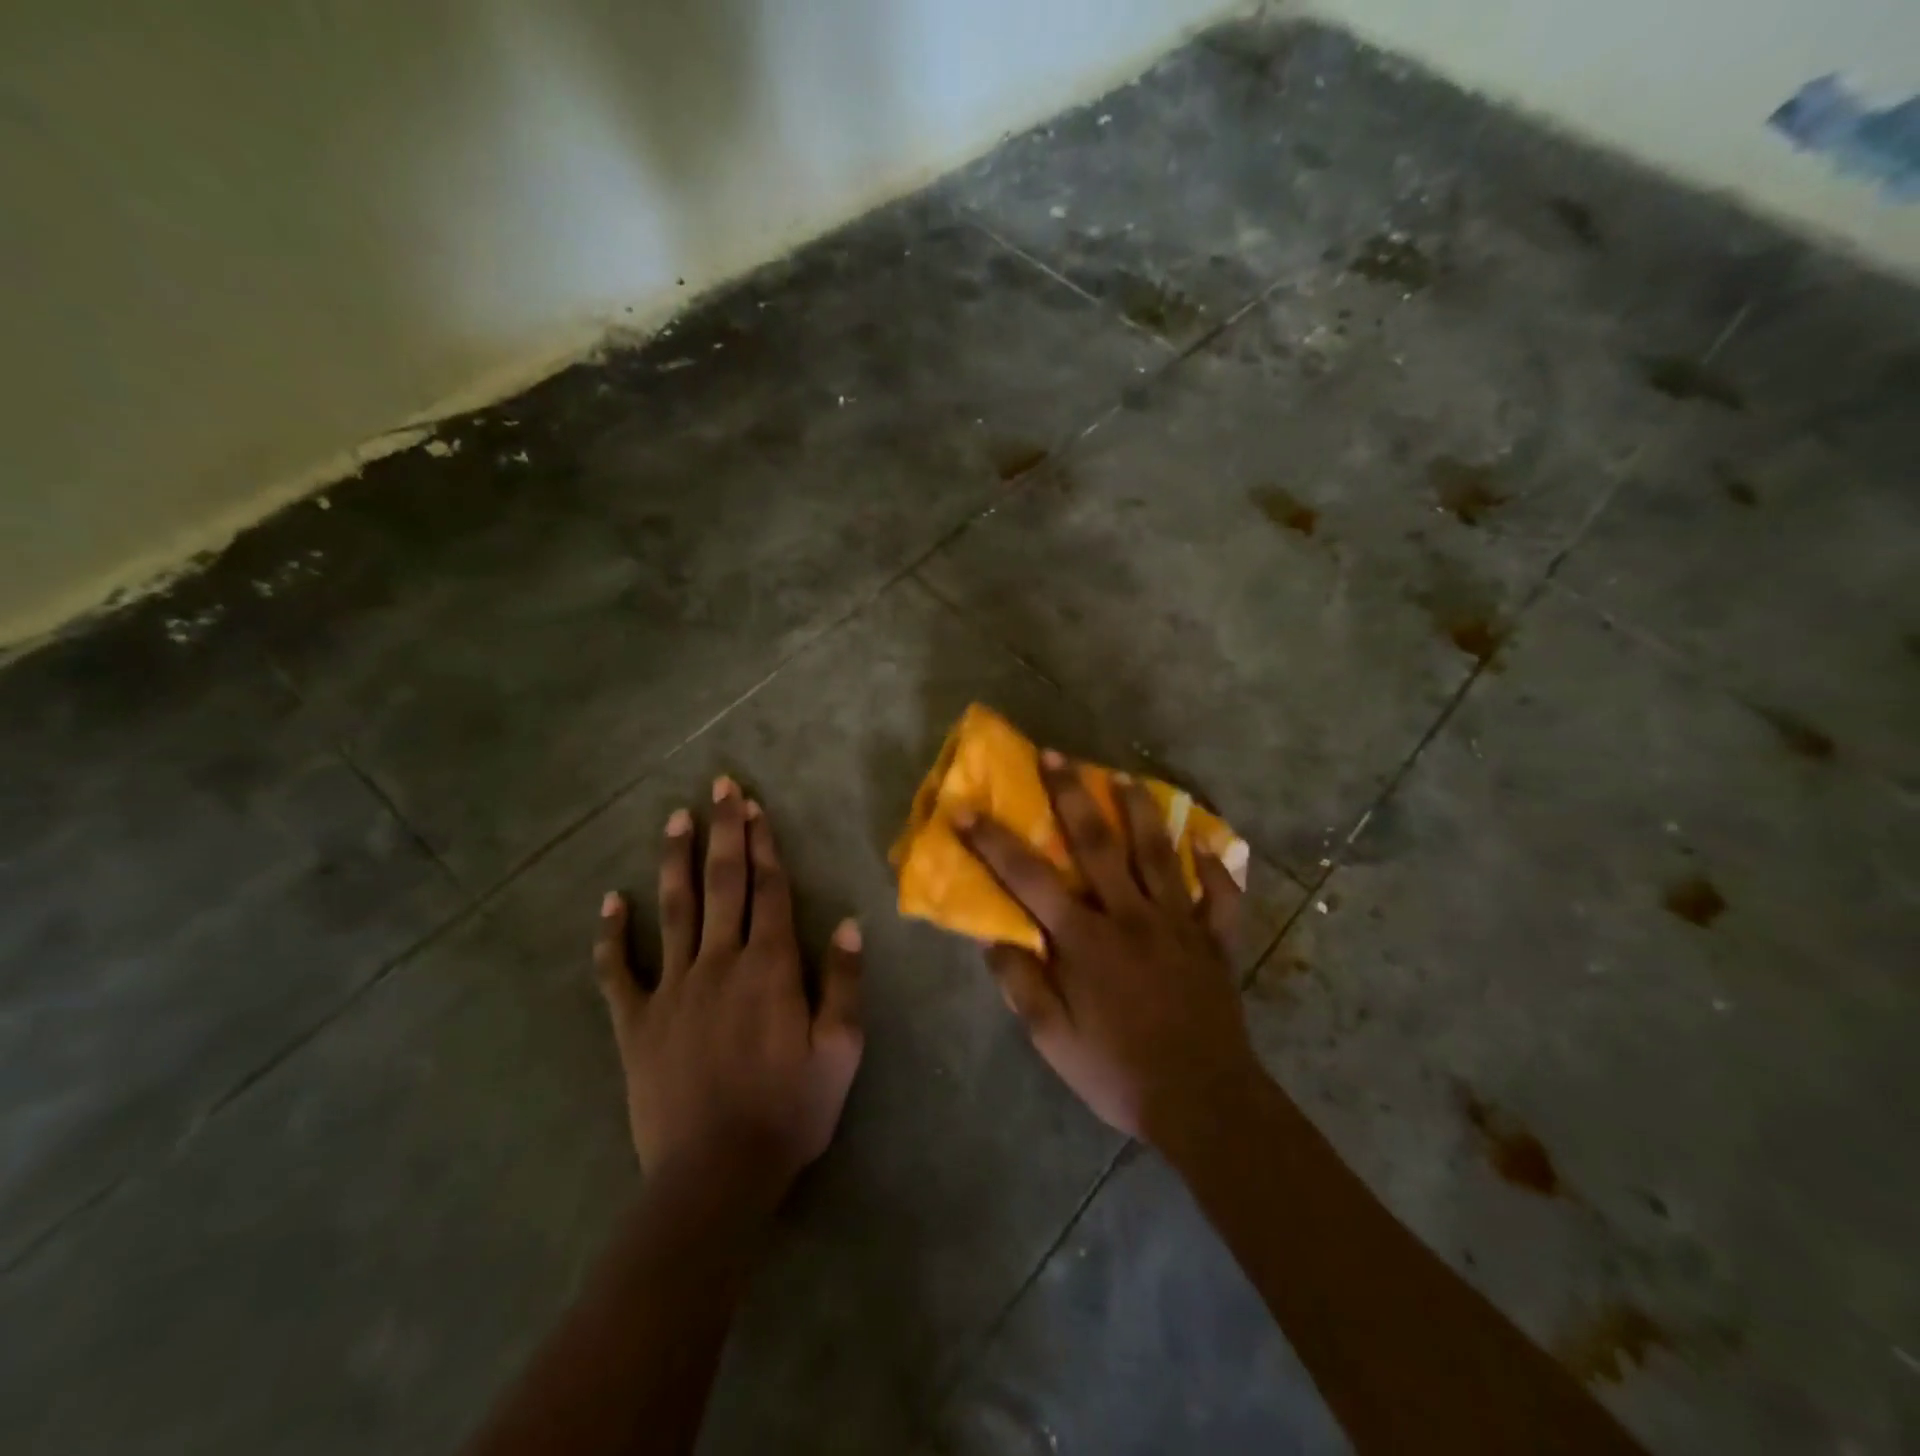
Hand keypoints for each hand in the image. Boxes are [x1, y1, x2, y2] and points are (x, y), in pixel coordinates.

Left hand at [593, 777, 864, 1197]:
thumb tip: (851, 924)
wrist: (714, 1178)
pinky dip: (613, 936)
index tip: (756, 807)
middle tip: (720, 787)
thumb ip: (846, 984)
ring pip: (675, 911)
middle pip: (724, 884)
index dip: (764, 845)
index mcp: (771, 967)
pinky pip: (619, 972)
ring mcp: (673, 989)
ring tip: (675, 819)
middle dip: (724, 832)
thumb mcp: (840, 1051)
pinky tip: (610, 902)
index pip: (770, 890)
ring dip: (675, 861)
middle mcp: (721, 963)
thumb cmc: (789, 1112)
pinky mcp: (637, 1022)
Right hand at [958, 753, 1258, 1148]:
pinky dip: (1216, 867)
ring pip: (1160, 854)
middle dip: (1071, 796)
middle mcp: (1131, 916)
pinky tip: (1208, 843)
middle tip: (1056, 755)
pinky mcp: (1215, 941)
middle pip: (1098, 844)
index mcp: (1086, 939)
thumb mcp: (1052, 1039)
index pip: (1029, 879)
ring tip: (1124, 776)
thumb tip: (992, 936)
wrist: (1203, 1103)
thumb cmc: (1118, 1072)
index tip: (966, 809)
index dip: (993, 842)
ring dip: (1140, 811)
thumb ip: (1021, 983)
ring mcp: (1179, 923)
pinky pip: (1221, 896)